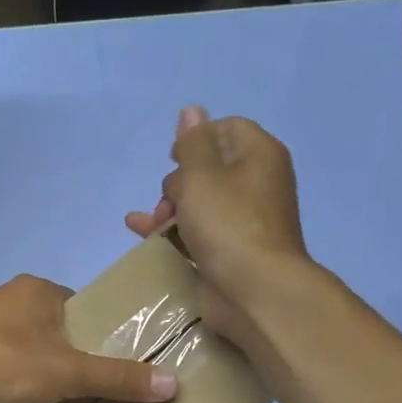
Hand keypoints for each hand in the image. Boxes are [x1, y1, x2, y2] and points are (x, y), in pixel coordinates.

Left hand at [0, 275, 175, 402]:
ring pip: (13, 339)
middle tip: (72, 386)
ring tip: (37, 397)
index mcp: (35, 289)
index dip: (90, 332)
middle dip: (58, 350)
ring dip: (25, 362)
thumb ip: (118, 377)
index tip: (97, 364)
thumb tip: (175, 384)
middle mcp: (2, 294)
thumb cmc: (5, 365)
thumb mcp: (69, 373)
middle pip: (45, 322)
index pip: (76, 305)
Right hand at [126, 106, 309, 338]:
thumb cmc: (228, 224)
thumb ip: (192, 142)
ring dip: (168, 209)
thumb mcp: (202, 175)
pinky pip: (197, 231)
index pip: (226, 128)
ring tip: (149, 224)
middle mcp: (256, 183)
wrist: (255, 291)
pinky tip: (142, 233)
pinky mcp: (230, 250)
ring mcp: (243, 220)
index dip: (196, 139)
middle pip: (207, 167)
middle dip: (177, 182)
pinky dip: (172, 230)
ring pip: (198, 202)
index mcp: (259, 156)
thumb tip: (192, 111)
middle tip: (169, 202)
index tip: (175, 159)